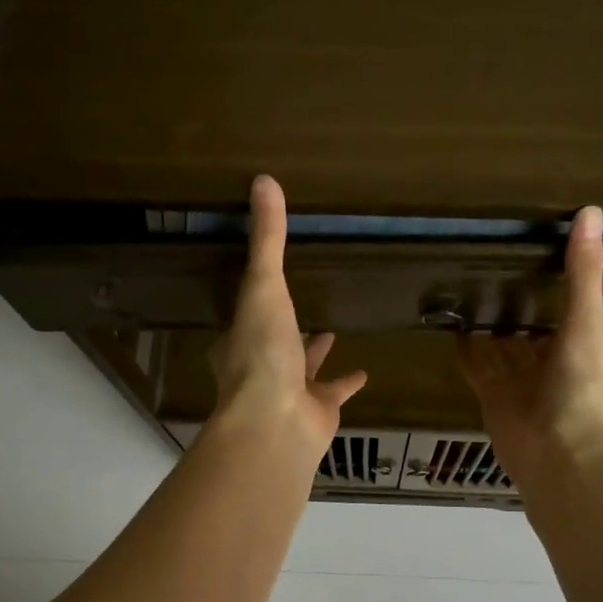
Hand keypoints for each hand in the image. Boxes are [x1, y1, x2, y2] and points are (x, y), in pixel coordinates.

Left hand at [208, 176, 366, 458]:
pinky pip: (334, 391)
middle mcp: (259, 367)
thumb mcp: (264, 286)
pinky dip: (347, 382)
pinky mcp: (317, 411)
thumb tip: (263, 180)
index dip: (252, 301)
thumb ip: (268, 240)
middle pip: (273, 341)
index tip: (262, 284)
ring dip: (315, 352)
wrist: (276, 421)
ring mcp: (288, 392)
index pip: (243, 316)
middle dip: (285, 326)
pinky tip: (364, 371)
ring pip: (302, 368)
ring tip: (331, 330)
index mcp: (238, 340)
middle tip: (300, 305)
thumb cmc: (261, 353)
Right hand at [457, 207, 602, 487]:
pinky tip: (449, 324)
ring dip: (486, 323)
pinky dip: (463, 348)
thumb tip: (591, 211)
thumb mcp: (586, 323)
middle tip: (490, 263)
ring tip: (465, 286)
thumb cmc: (581, 389)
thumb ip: (583, 273)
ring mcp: (518, 380)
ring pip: (499, 345)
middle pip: (529, 326)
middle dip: (515, 302)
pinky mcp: (491, 395)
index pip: (567, 304)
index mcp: (580, 343)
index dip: (554, 279)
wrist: (559, 457)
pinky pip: (475, 366)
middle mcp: (549, 360)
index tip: (535, 246)